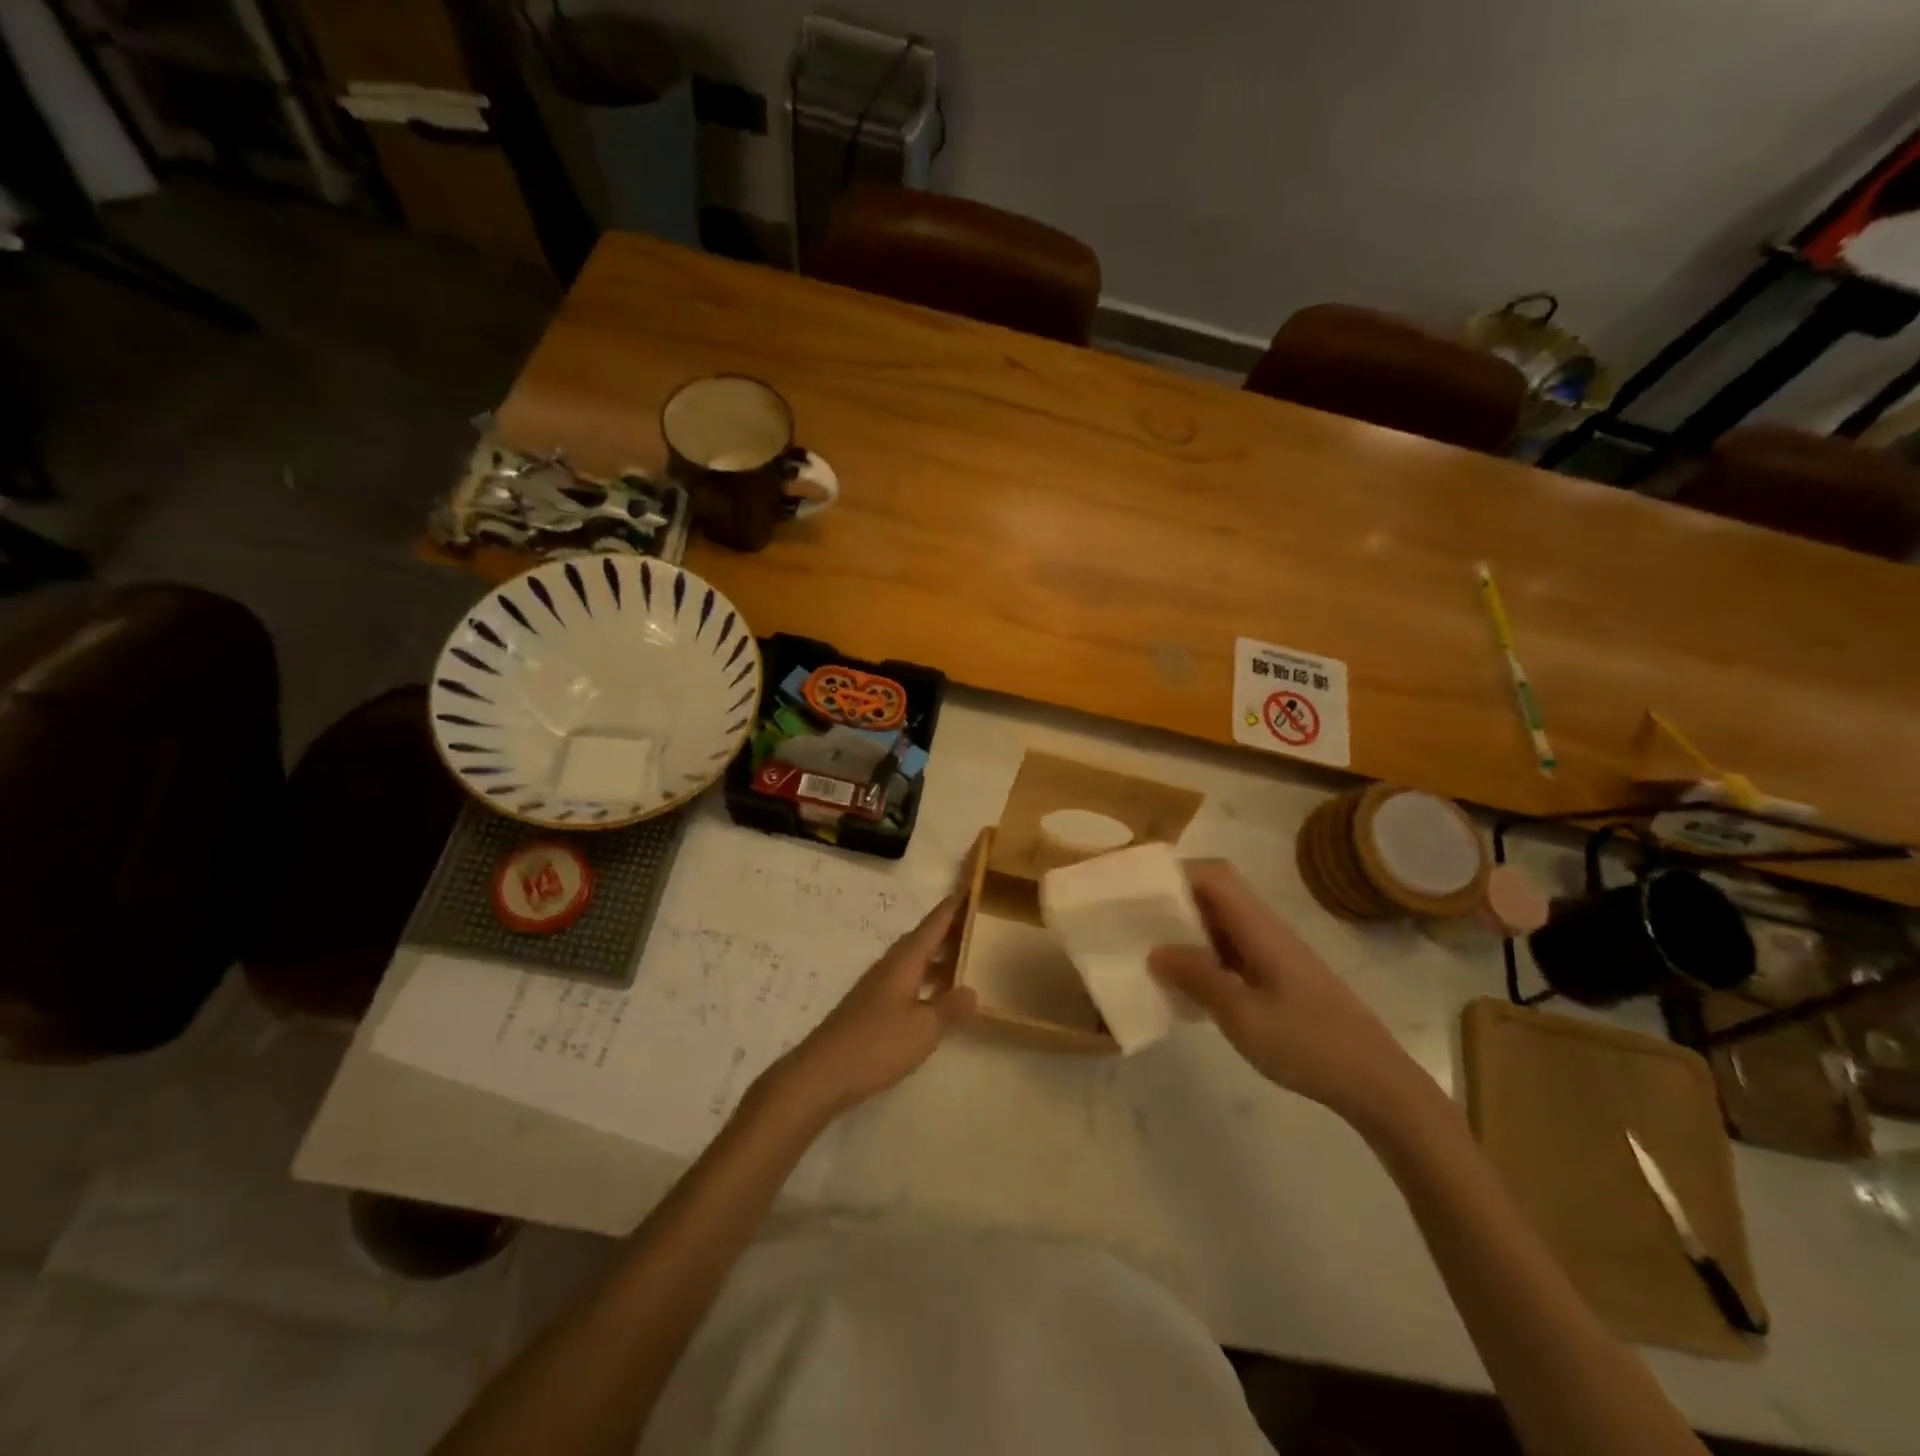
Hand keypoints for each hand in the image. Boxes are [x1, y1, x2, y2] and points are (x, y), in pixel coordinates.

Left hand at [764, 897, 975, 1122]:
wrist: (821, 1074)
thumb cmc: (876, 1046)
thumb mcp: (924, 1029)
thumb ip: (950, 1008)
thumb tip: (971, 990)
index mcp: (904, 963)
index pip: (932, 926)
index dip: (952, 908)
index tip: (968, 889)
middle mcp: (889, 967)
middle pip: (921, 940)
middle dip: (947, 930)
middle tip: (975, 923)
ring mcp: (877, 987)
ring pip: (913, 961)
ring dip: (936, 957)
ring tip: (962, 957)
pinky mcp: (870, 1007)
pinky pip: (905, 980)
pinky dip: (924, 979)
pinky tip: (934, 995)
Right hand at [1150, 861, 1426, 1123]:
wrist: (1376, 1083)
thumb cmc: (1309, 1045)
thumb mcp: (1243, 1016)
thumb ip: (1198, 978)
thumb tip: (1156, 950)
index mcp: (1260, 928)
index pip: (1215, 876)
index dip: (1176, 872)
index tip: (1138, 889)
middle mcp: (1266, 930)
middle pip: (1217, 893)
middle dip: (1174, 898)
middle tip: (1134, 918)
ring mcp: (1274, 953)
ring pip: (1222, 922)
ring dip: (1187, 928)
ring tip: (1148, 946)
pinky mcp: (1278, 977)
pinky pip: (1231, 949)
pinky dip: (1203, 954)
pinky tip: (1185, 981)